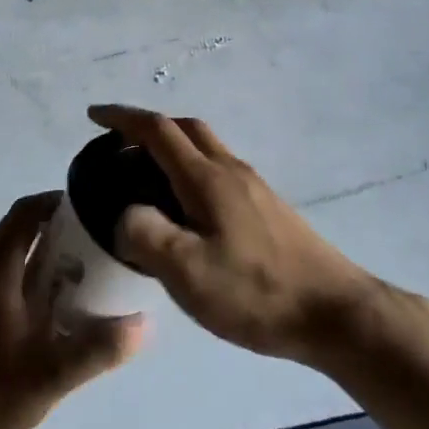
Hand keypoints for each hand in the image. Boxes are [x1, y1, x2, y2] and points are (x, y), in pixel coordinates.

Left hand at [0, 192, 144, 428]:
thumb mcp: (48, 376)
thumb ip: (97, 348)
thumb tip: (145, 323)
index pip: (27, 211)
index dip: (59, 203)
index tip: (95, 213)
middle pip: (18, 231)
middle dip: (57, 233)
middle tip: (96, 250)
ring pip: (5, 256)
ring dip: (39, 258)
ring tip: (76, 280)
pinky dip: (21, 279)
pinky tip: (40, 315)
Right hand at [92, 104, 380, 364]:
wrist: (334, 312)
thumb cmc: (256, 291)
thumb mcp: (187, 272)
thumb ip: (146, 235)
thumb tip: (126, 214)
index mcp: (206, 178)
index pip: (158, 130)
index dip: (123, 118)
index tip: (94, 116)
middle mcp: (230, 170)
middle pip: (186, 129)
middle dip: (149, 127)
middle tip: (119, 148)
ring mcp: (253, 187)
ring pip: (206, 149)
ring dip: (172, 149)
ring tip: (146, 181)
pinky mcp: (267, 208)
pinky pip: (218, 171)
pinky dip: (191, 171)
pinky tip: (187, 212)